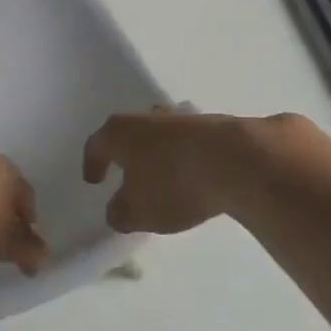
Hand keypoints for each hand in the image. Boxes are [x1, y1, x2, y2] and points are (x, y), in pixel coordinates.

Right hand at [83, 109, 330, 234]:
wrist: (238, 161)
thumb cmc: (174, 184)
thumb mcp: (137, 212)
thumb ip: (120, 213)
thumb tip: (117, 210)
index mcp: (121, 133)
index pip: (97, 145)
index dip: (93, 164)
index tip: (93, 181)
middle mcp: (149, 118)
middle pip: (132, 131)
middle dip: (130, 151)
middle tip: (130, 172)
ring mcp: (185, 118)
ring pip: (166, 133)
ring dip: (163, 151)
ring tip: (167, 174)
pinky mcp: (217, 125)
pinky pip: (196, 141)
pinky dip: (192, 156)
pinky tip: (200, 173)